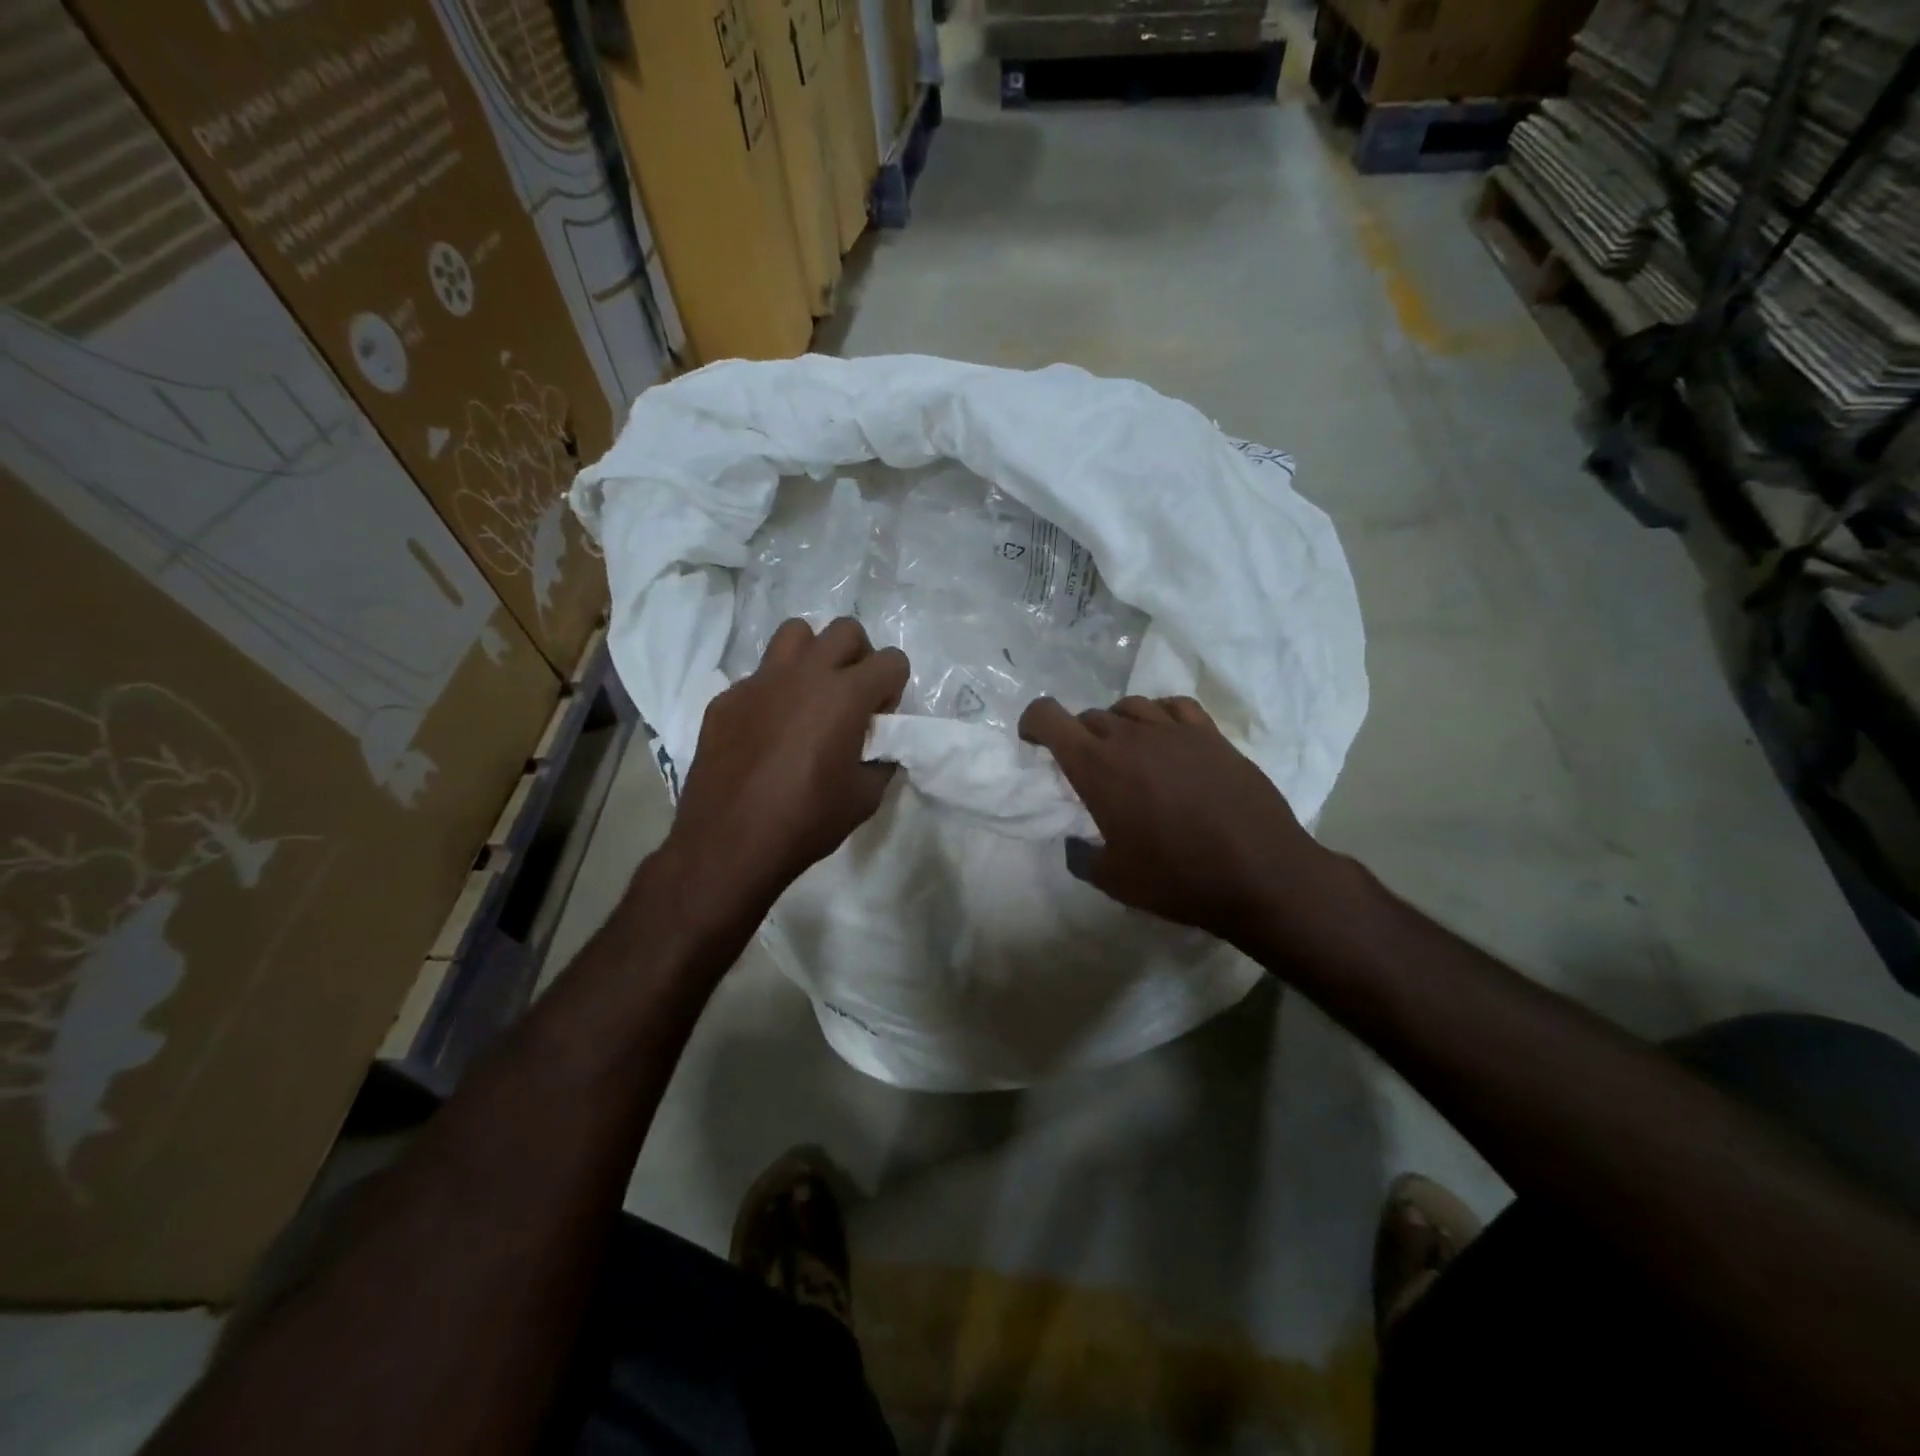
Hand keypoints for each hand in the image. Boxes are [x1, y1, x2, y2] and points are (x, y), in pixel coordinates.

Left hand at [666, 618, 908, 916]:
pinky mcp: (726, 698)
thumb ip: (882, 761)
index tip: (881, 718)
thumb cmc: (806, 821)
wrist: (728, 843)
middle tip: (852, 696)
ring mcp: (760, 681)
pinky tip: (766, 731)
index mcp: (845, 695)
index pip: (892, 660)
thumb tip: (881, 748)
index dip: (894, 687)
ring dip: (813, 655)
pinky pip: (758, 676)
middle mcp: (805, 674)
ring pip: (795, 633)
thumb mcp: (865, 798)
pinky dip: (772, 692)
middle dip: (859, 656)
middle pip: (845, 629)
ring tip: (810, 694)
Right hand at [1018, 695, 1337, 949]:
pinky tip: (1167, 737)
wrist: (1259, 873)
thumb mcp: (1113, 879)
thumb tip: (1077, 846)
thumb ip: (1083, 856)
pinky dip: (1160, 715)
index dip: (1033, 722)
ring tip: (1127, 752)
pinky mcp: (1211, 735)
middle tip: (1087, 767)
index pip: (1049, 716)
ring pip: (1130, 706)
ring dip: (1117, 724)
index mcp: (1096, 766)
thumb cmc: (1176, 877)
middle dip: (1077, 736)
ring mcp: (1174, 730)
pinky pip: (1175, 706)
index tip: (1034, 742)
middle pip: (1089, 715)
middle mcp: (1130, 737)